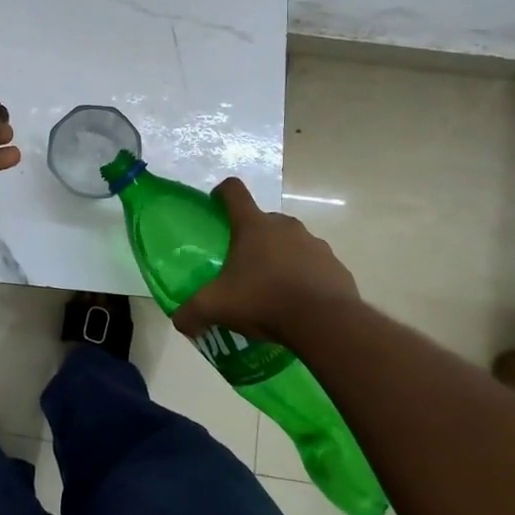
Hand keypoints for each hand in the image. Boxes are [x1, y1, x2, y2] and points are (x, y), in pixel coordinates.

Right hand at [173, 177, 361, 347]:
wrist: (325, 323)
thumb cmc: (264, 300)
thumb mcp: (217, 307)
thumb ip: (192, 312)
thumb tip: (179, 321)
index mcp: (253, 226)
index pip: (234, 191)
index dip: (222, 193)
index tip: (216, 205)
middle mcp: (285, 226)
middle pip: (263, 220)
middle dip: (252, 238)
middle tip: (243, 266)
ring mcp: (314, 244)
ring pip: (291, 243)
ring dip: (281, 257)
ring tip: (273, 289)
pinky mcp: (335, 265)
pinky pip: (315, 265)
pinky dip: (305, 277)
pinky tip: (299, 302)